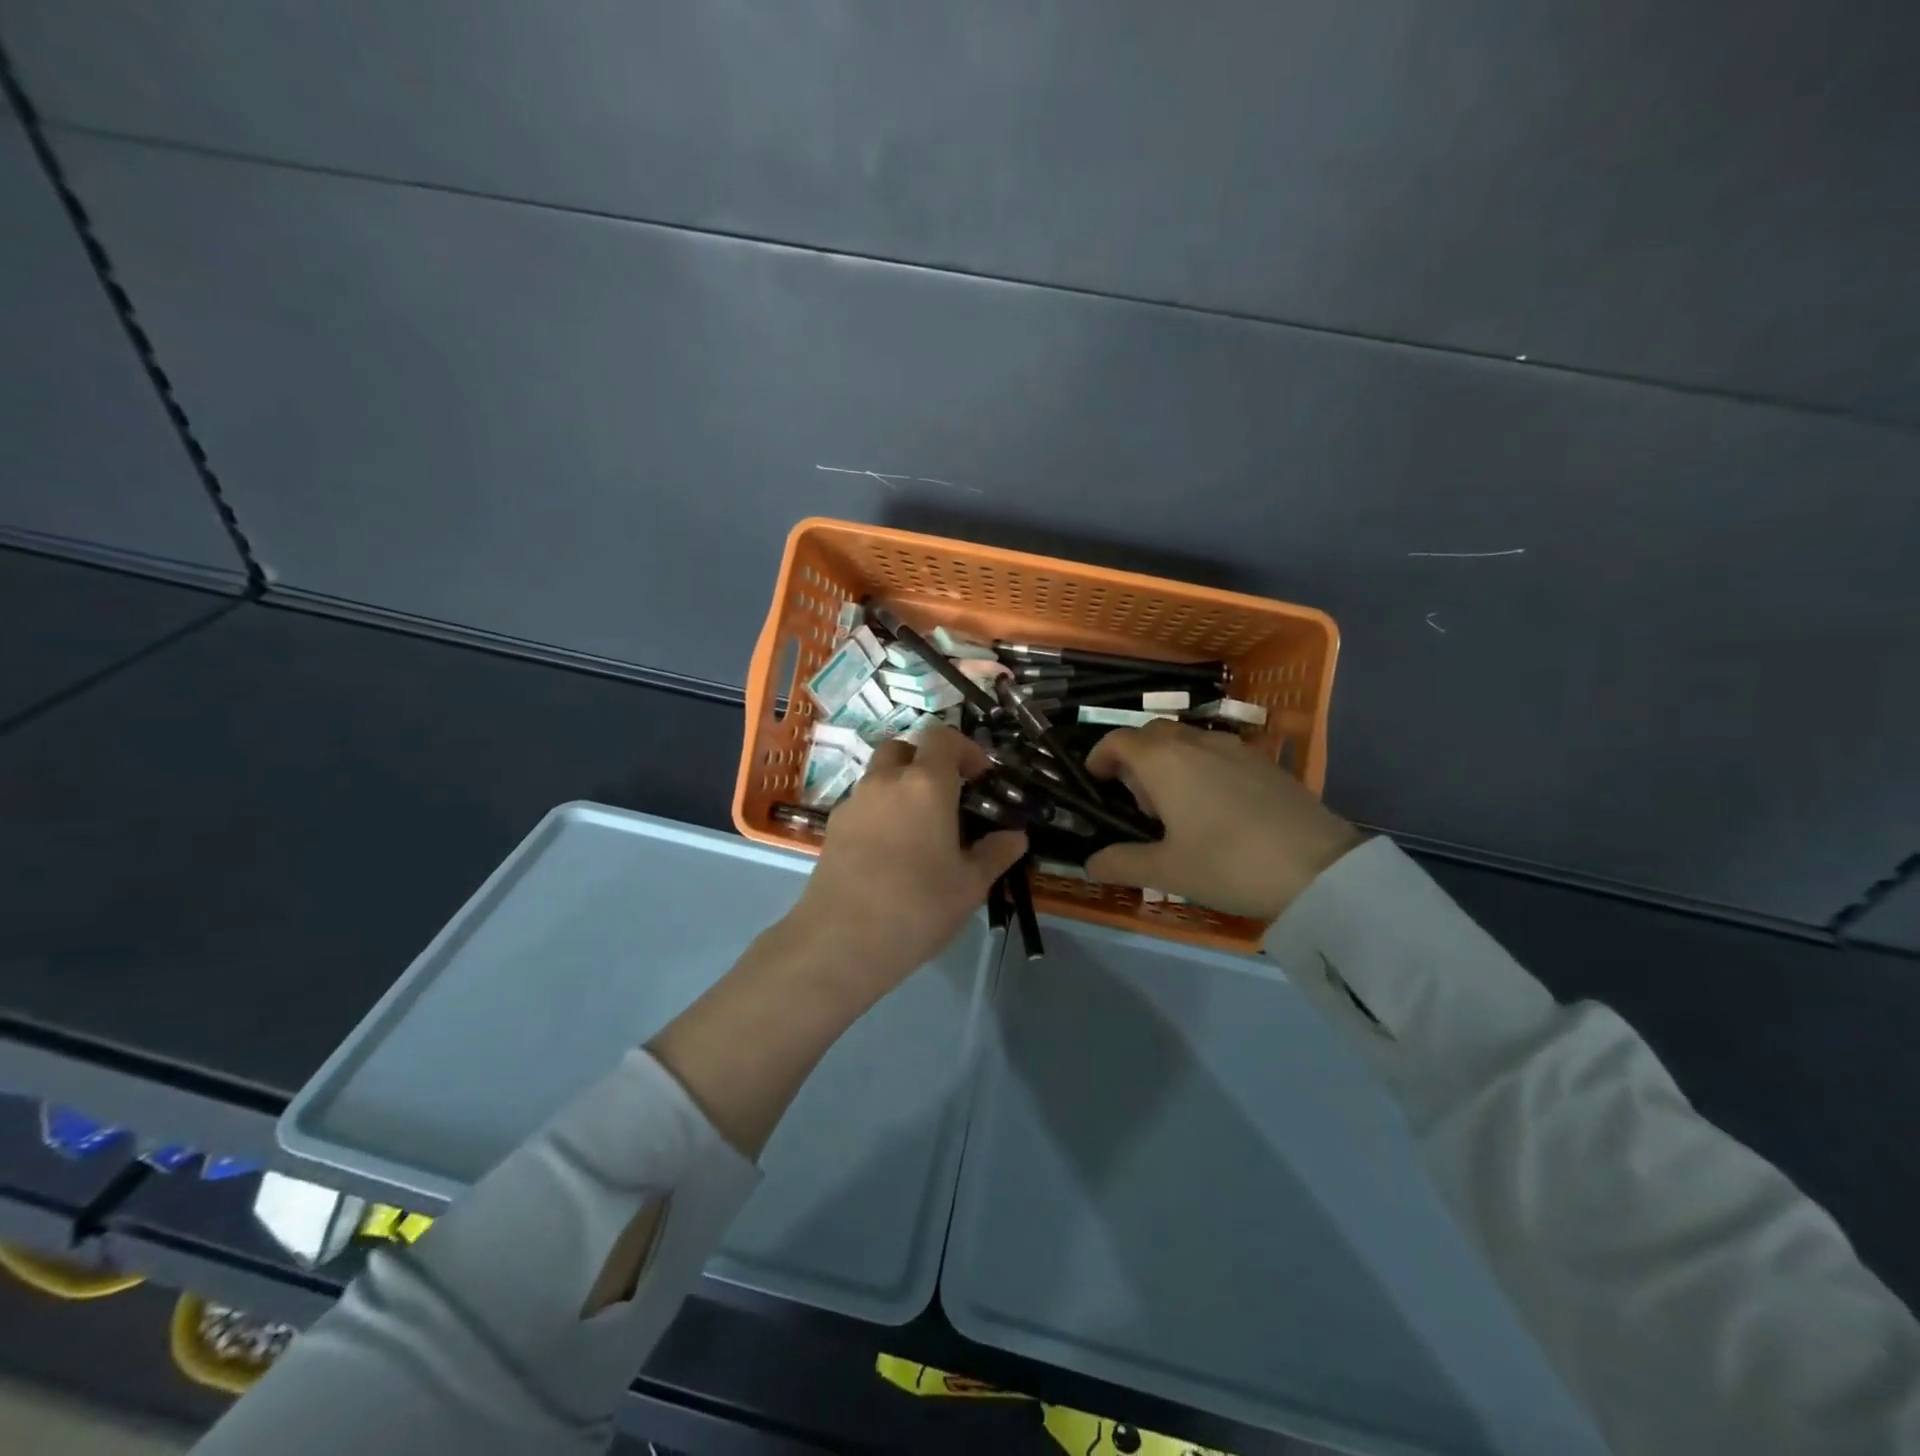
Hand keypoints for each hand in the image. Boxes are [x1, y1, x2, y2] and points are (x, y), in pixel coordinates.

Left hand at [781, 727, 1027, 1000]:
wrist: (842, 940)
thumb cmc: (918, 906)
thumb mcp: (970, 885)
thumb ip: (995, 854)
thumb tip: (1016, 837)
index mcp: (925, 784)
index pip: (942, 737)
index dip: (965, 748)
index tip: (980, 777)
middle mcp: (885, 781)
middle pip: (904, 748)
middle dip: (926, 761)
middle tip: (946, 795)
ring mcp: (853, 802)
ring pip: (879, 776)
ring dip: (900, 786)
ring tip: (919, 828)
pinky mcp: (832, 827)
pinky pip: (862, 804)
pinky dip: (879, 812)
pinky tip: (889, 851)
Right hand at [1084, 721, 1363, 919]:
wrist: (1320, 867)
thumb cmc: (1228, 864)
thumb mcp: (1167, 872)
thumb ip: (1121, 863)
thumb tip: (1089, 864)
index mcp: (1164, 760)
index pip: (1118, 740)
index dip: (1100, 756)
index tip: (1094, 780)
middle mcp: (1196, 742)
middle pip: (1152, 734)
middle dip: (1134, 758)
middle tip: (1136, 801)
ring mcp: (1235, 748)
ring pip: (1187, 741)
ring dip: (1169, 762)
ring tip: (1176, 808)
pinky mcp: (1264, 763)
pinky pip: (1217, 753)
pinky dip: (1201, 769)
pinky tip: (1216, 810)